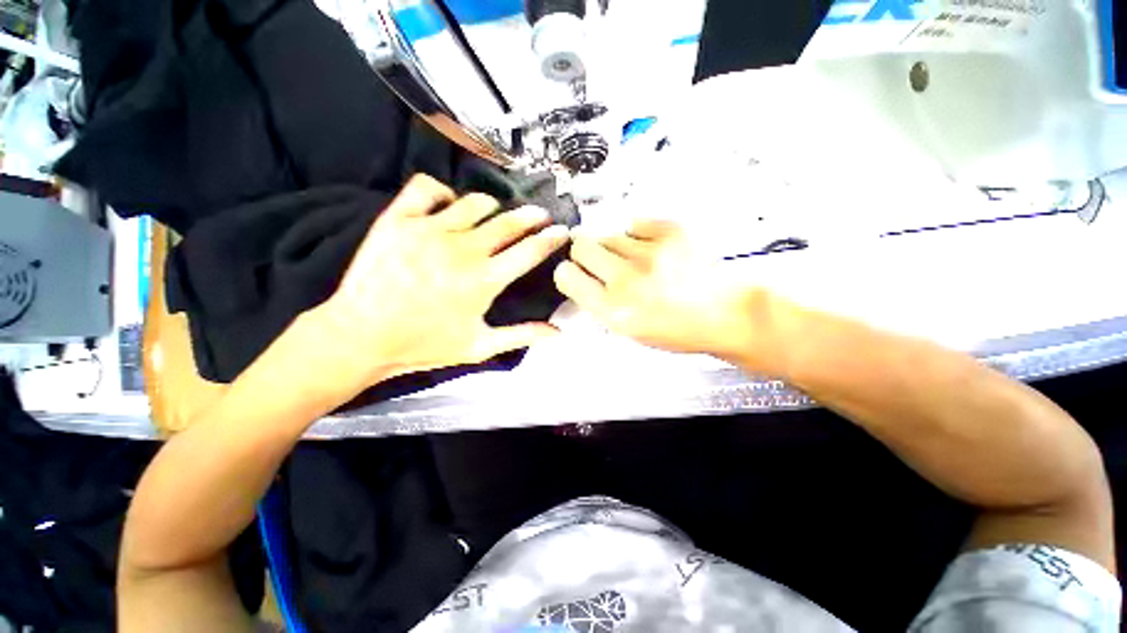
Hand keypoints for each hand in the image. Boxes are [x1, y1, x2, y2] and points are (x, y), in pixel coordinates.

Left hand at [311, 175, 569, 392]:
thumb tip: (558, 333)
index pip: (530, 251)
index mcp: (484, 280)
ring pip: (474, 202)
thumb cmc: (424, 345)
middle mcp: (462, 249)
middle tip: (540, 215)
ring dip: (492, 207)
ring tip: (495, 214)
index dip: (551, 238)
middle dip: (531, 216)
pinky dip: (442, 191)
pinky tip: (446, 203)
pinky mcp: (398, 219)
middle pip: (508, 222)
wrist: (360, 335)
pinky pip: (427, 187)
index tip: (562, 231)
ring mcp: (429, 229)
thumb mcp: (479, 347)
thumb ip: (522, 336)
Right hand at [554, 220, 780, 368]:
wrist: (729, 313)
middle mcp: (627, 279)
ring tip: (637, 261)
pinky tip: (654, 250)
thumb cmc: (677, 330)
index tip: (576, 273)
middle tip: (600, 261)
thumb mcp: (630, 332)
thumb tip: (580, 278)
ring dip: (615, 247)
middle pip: (581, 245)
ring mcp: (650, 252)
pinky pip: (635, 223)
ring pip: (608, 234)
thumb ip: (599, 305)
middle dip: (585, 252)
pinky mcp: (671, 231)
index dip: (568, 272)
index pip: (566, 276)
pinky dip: (639, 235)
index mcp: (614, 310)